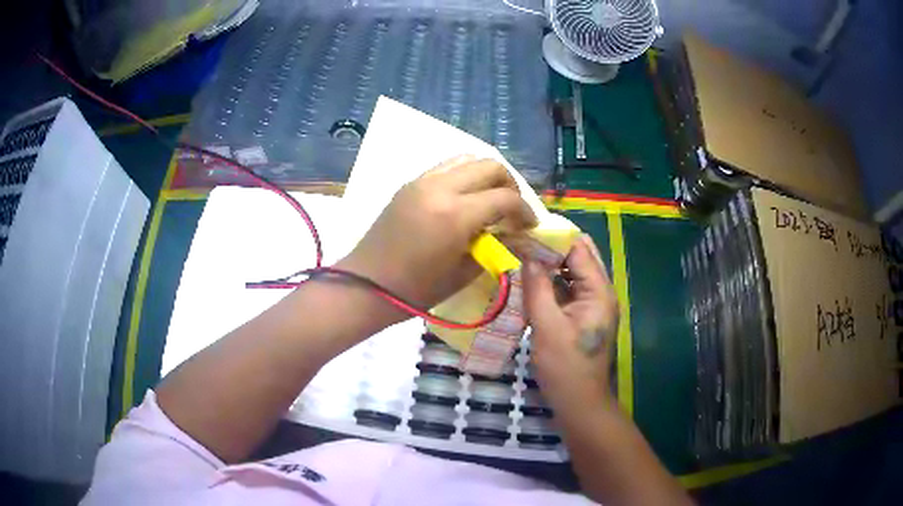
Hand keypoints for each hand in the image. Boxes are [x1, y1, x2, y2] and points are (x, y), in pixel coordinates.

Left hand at [338, 155, 535, 314]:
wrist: (366, 285)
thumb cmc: (416, 290)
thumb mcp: (463, 273)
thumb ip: (495, 248)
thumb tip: (516, 235)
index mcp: (456, 214)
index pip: (505, 198)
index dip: (525, 211)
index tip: (530, 225)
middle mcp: (440, 187)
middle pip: (490, 166)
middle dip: (510, 185)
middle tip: (512, 209)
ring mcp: (422, 181)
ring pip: (467, 158)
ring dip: (486, 175)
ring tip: (490, 199)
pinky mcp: (410, 183)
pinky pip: (446, 167)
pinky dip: (464, 175)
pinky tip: (465, 198)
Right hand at [523, 234, 619, 416]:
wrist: (580, 403)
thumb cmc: (565, 367)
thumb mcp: (546, 325)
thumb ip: (537, 287)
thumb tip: (527, 253)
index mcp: (598, 291)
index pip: (579, 248)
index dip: (553, 235)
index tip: (525, 227)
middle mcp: (600, 292)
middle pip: (579, 256)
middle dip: (552, 247)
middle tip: (521, 241)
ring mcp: (593, 305)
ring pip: (573, 272)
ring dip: (551, 264)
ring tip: (522, 255)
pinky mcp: (583, 316)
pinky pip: (568, 290)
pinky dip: (552, 283)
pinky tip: (530, 282)